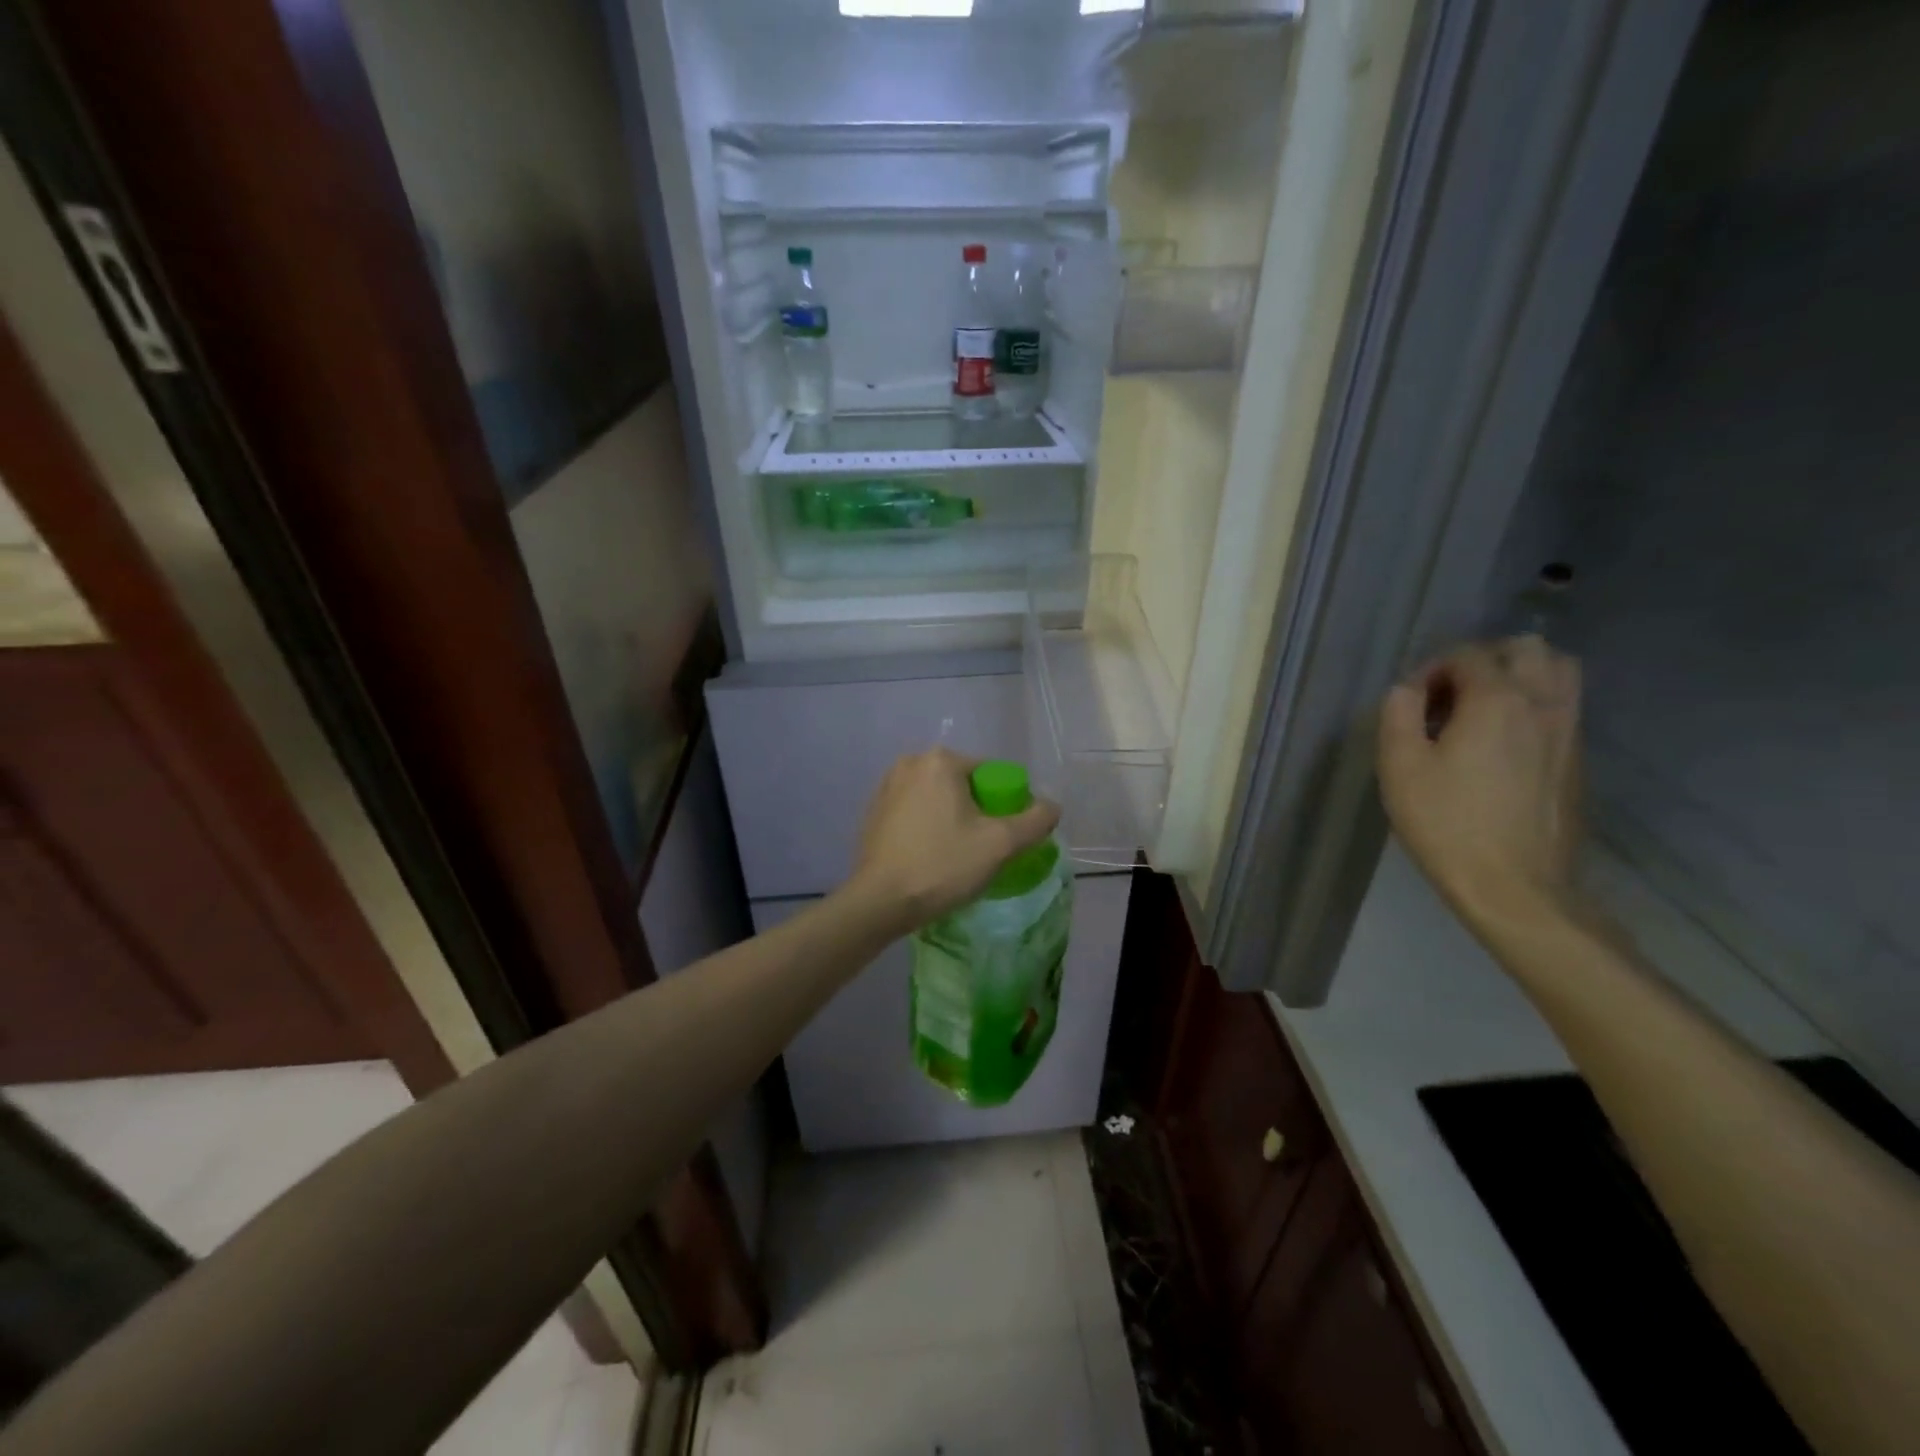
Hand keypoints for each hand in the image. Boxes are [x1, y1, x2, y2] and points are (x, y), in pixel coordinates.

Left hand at [847, 748, 1060, 930]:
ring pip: (937, 800)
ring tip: (957, 857)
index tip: (1005, 838)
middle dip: (977, 813)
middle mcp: (909, 764)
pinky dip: (927, 828)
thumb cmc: (942, 865)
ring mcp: (885, 787)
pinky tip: (930, 857)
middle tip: (984, 850)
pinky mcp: (872, 813)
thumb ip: (1034, 820)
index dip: (1006, 805)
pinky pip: (914, 813)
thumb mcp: (1000, 844)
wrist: (879, 902)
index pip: (991, 775)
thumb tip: (1051, 806)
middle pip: (963, 785)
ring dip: (952, 820)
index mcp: (940, 761)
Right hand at [1377, 636, 1583, 927]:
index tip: (1411, 701)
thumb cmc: (1447, 823)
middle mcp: (1542, 703)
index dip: (1432, 668)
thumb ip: (1399, 714)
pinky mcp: (1577, 759)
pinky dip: (1535, 704)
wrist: (1515, 886)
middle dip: (1484, 659)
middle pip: (1527, 648)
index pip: (1467, 654)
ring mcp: (1569, 731)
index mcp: (1497, 700)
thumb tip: (1407, 689)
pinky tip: (1503, 741)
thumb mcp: (1400, 766)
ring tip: (1483, 707)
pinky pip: (1563, 707)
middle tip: (1451, 693)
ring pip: (1559, 672)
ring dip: (1520, 675)